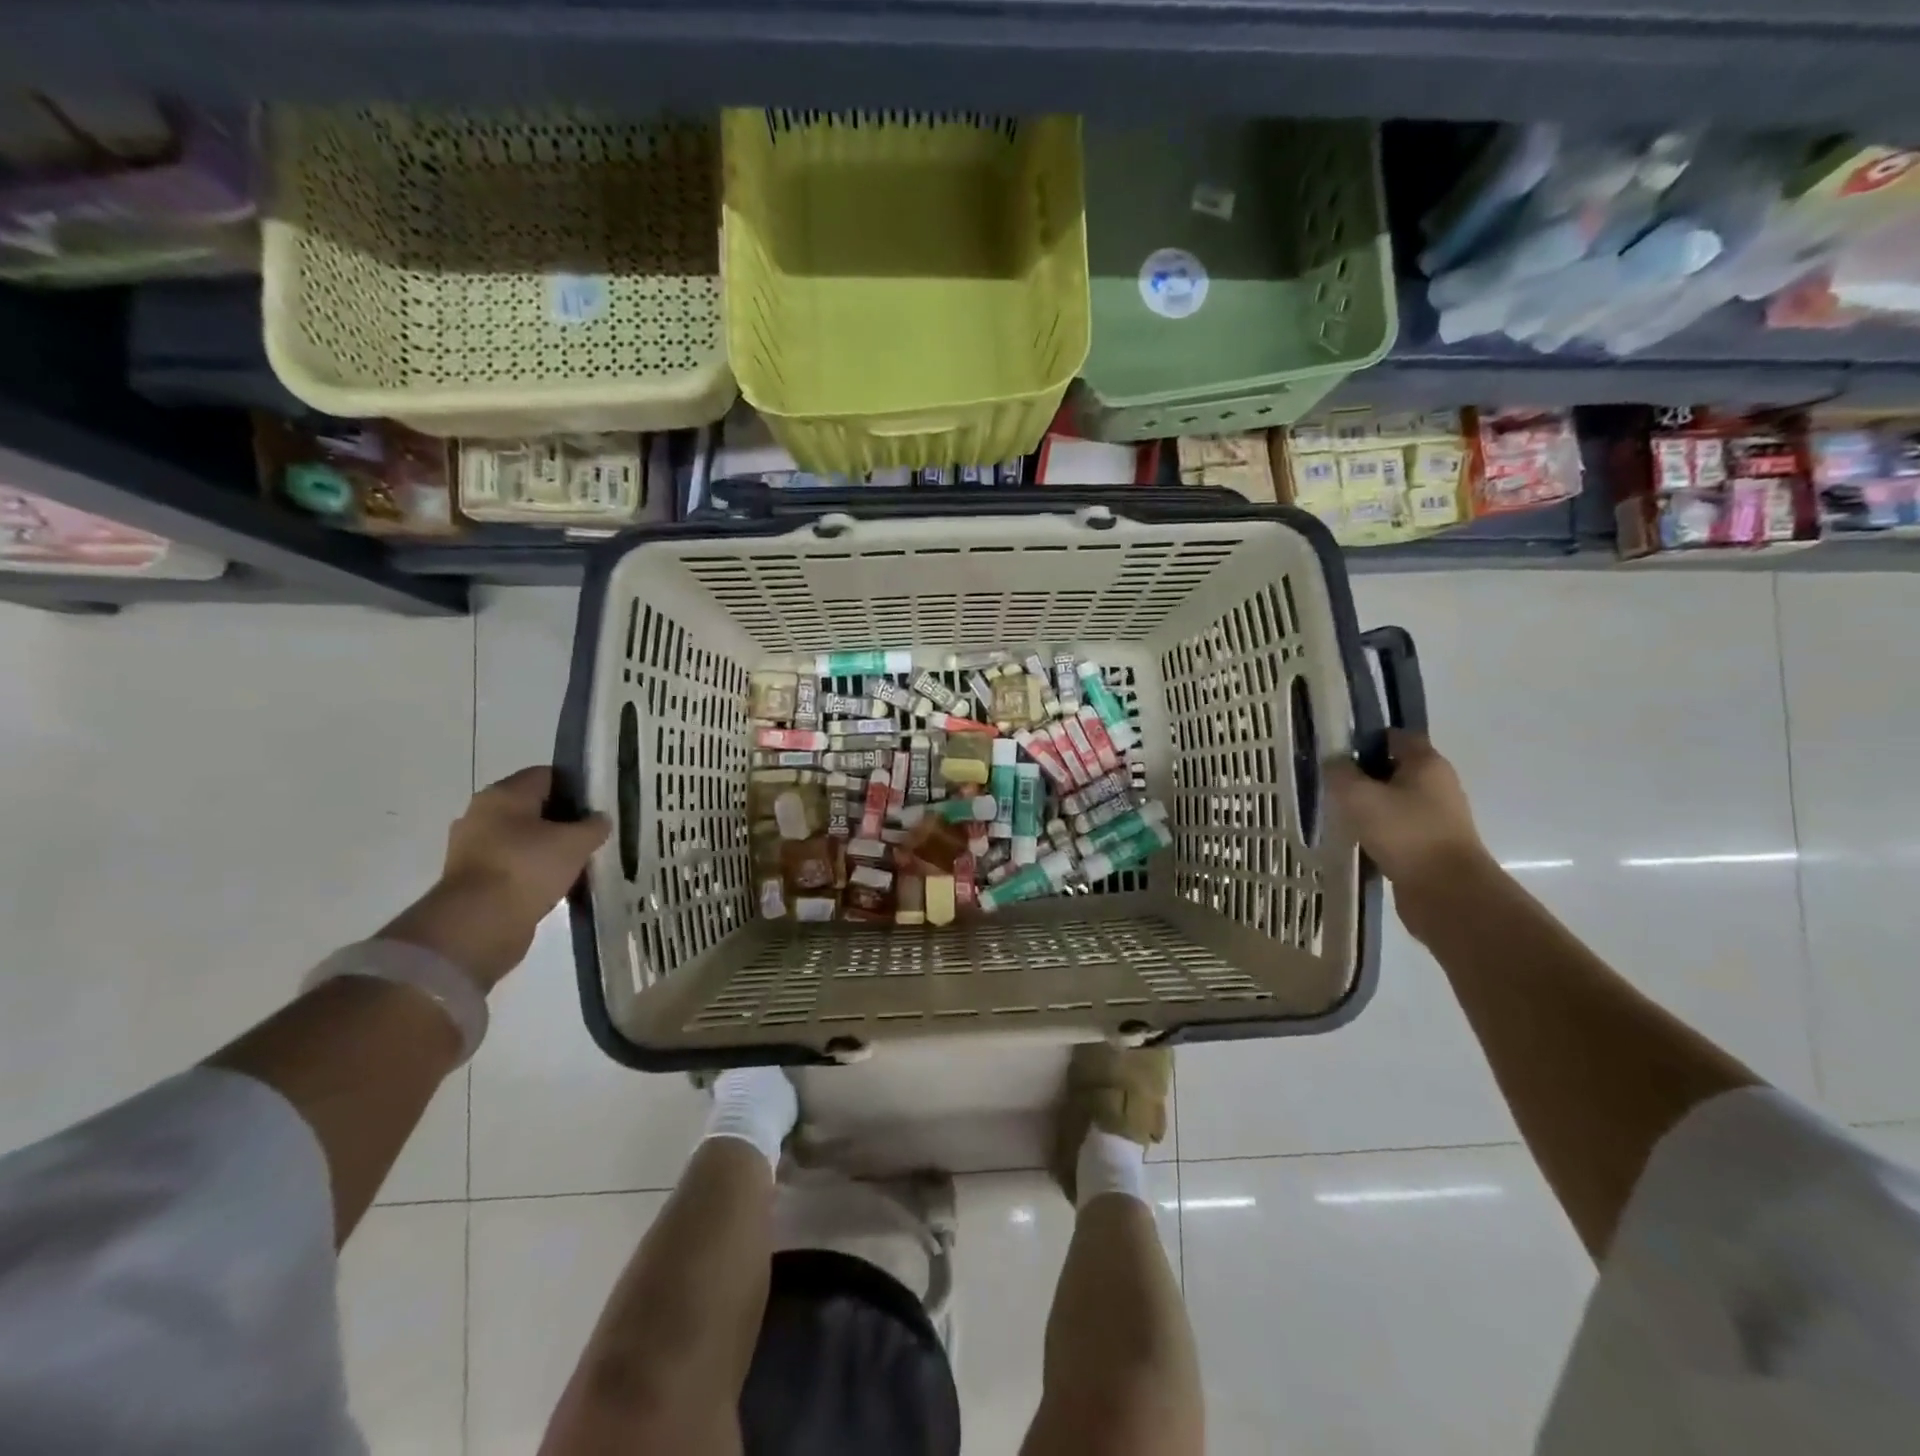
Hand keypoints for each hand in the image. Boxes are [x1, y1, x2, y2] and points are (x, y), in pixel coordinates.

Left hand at [383, 767, 610, 989]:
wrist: (478, 924)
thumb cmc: (528, 868)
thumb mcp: (576, 842)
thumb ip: (594, 826)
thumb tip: (599, 820)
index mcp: (503, 794)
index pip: (547, 775)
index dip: (576, 787)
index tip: (598, 807)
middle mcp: (482, 814)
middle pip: (533, 808)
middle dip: (563, 821)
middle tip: (592, 836)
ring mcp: (472, 848)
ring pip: (523, 839)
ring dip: (548, 849)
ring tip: (579, 864)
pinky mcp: (472, 879)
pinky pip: (512, 866)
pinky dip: (533, 873)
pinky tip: (557, 885)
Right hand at [1326, 731, 1494, 927]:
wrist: (1446, 892)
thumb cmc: (1403, 833)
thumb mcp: (1358, 796)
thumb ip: (1339, 773)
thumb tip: (1333, 762)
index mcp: (1426, 763)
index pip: (1394, 736)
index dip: (1364, 740)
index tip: (1335, 754)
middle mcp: (1438, 784)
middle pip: (1394, 768)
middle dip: (1362, 775)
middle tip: (1330, 786)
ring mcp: (1438, 817)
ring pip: (1394, 800)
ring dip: (1369, 806)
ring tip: (1338, 816)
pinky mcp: (1432, 845)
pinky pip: (1398, 828)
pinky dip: (1378, 831)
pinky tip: (1356, 841)